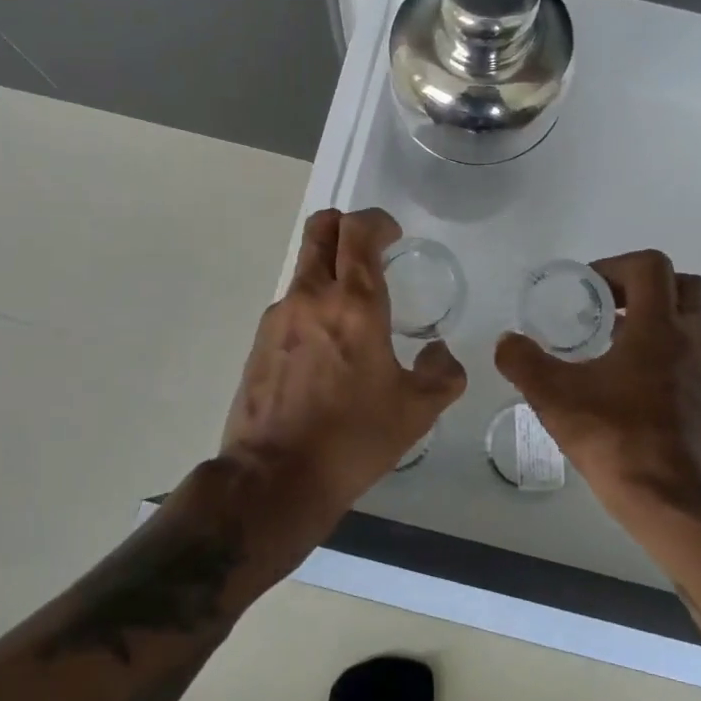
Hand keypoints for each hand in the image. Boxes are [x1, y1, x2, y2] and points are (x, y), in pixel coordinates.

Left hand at [221, 208, 466, 525]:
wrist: (275, 478)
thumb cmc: (353, 439)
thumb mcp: (416, 411)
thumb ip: (442, 374)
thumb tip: (440, 353)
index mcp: (355, 304)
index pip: (358, 231)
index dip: (377, 222)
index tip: (393, 237)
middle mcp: (311, 297)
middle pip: (320, 229)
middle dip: (345, 226)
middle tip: (369, 250)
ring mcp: (278, 317)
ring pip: (304, 268)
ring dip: (329, 270)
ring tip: (353, 313)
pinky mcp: (259, 342)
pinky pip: (291, 305)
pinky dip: (312, 306)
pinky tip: (326, 350)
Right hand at [495, 249, 700, 519]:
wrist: (671, 500)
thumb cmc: (616, 440)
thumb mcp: (555, 398)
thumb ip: (524, 362)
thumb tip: (506, 341)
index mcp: (660, 328)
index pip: (651, 266)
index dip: (614, 266)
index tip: (584, 290)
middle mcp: (691, 339)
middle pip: (683, 284)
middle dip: (643, 284)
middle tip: (606, 303)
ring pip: (690, 317)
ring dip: (654, 314)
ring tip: (609, 336)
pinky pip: (688, 349)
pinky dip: (662, 343)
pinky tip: (622, 374)